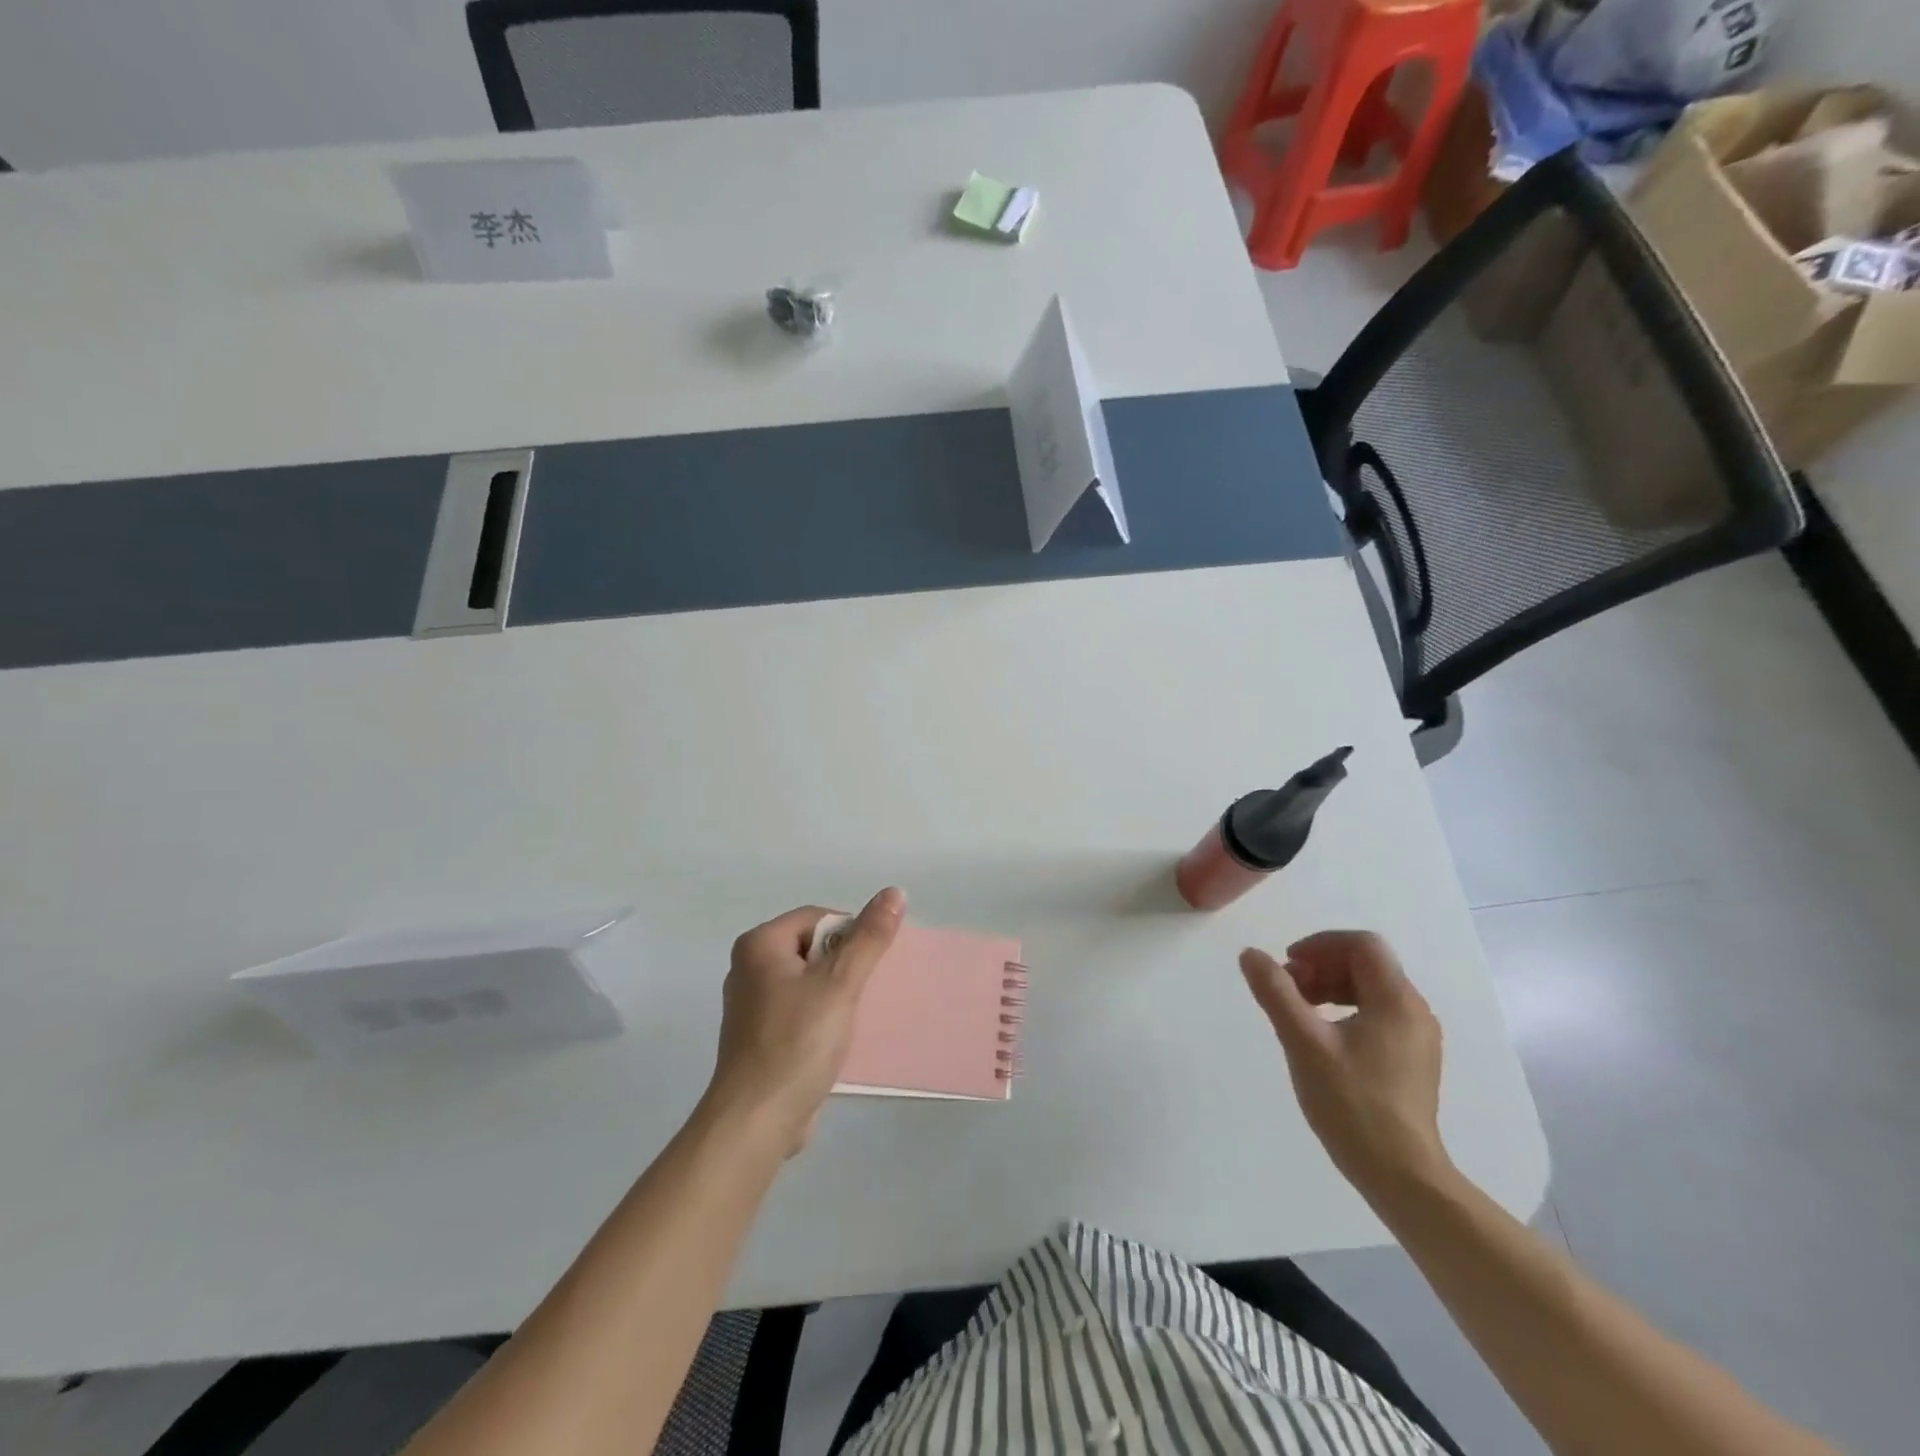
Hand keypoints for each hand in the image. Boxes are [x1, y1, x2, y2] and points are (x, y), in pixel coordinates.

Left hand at [703, 888, 904, 1153]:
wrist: (756, 1122)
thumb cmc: (797, 1043)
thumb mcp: (840, 984)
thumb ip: (869, 938)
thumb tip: (894, 892)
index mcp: (759, 945)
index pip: (818, 917)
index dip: (849, 934)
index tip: (867, 966)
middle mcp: (748, 968)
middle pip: (812, 947)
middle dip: (843, 966)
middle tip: (863, 991)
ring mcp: (751, 1005)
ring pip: (808, 981)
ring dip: (835, 993)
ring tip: (852, 1017)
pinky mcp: (759, 1037)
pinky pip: (799, 1010)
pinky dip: (820, 1017)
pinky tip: (836, 1039)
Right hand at [1241, 931, 1450, 1199]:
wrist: (1402, 1176)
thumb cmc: (1352, 1103)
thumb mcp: (1304, 1042)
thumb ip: (1275, 992)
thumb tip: (1251, 954)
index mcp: (1396, 1001)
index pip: (1362, 945)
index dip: (1321, 944)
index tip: (1288, 965)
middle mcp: (1414, 1012)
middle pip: (1366, 964)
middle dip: (1322, 966)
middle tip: (1287, 989)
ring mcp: (1416, 1038)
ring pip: (1370, 989)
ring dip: (1330, 987)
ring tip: (1298, 1011)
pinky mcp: (1411, 1061)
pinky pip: (1376, 1014)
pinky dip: (1345, 1010)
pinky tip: (1321, 1036)